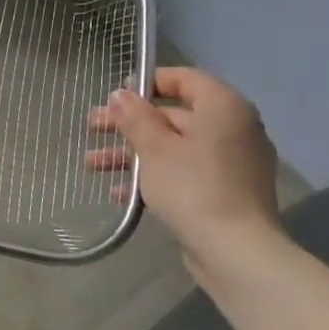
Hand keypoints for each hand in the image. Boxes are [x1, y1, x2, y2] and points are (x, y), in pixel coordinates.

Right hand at [88, 68, 283, 259]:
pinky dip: (154, 175)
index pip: (184, 78)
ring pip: (174, 146)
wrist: (236, 251)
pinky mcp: (225, 190)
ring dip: (132, 152)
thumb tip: (119, 94)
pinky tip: (119, 190)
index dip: (147, 83)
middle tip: (92, 128)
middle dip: (129, 124)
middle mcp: (233, 128)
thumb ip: (134, 117)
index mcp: (223, 108)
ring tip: (92, 163)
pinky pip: (185, 171)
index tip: (115, 97)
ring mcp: (231, 162)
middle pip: (174, 115)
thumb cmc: (193, 187)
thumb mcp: (154, 148)